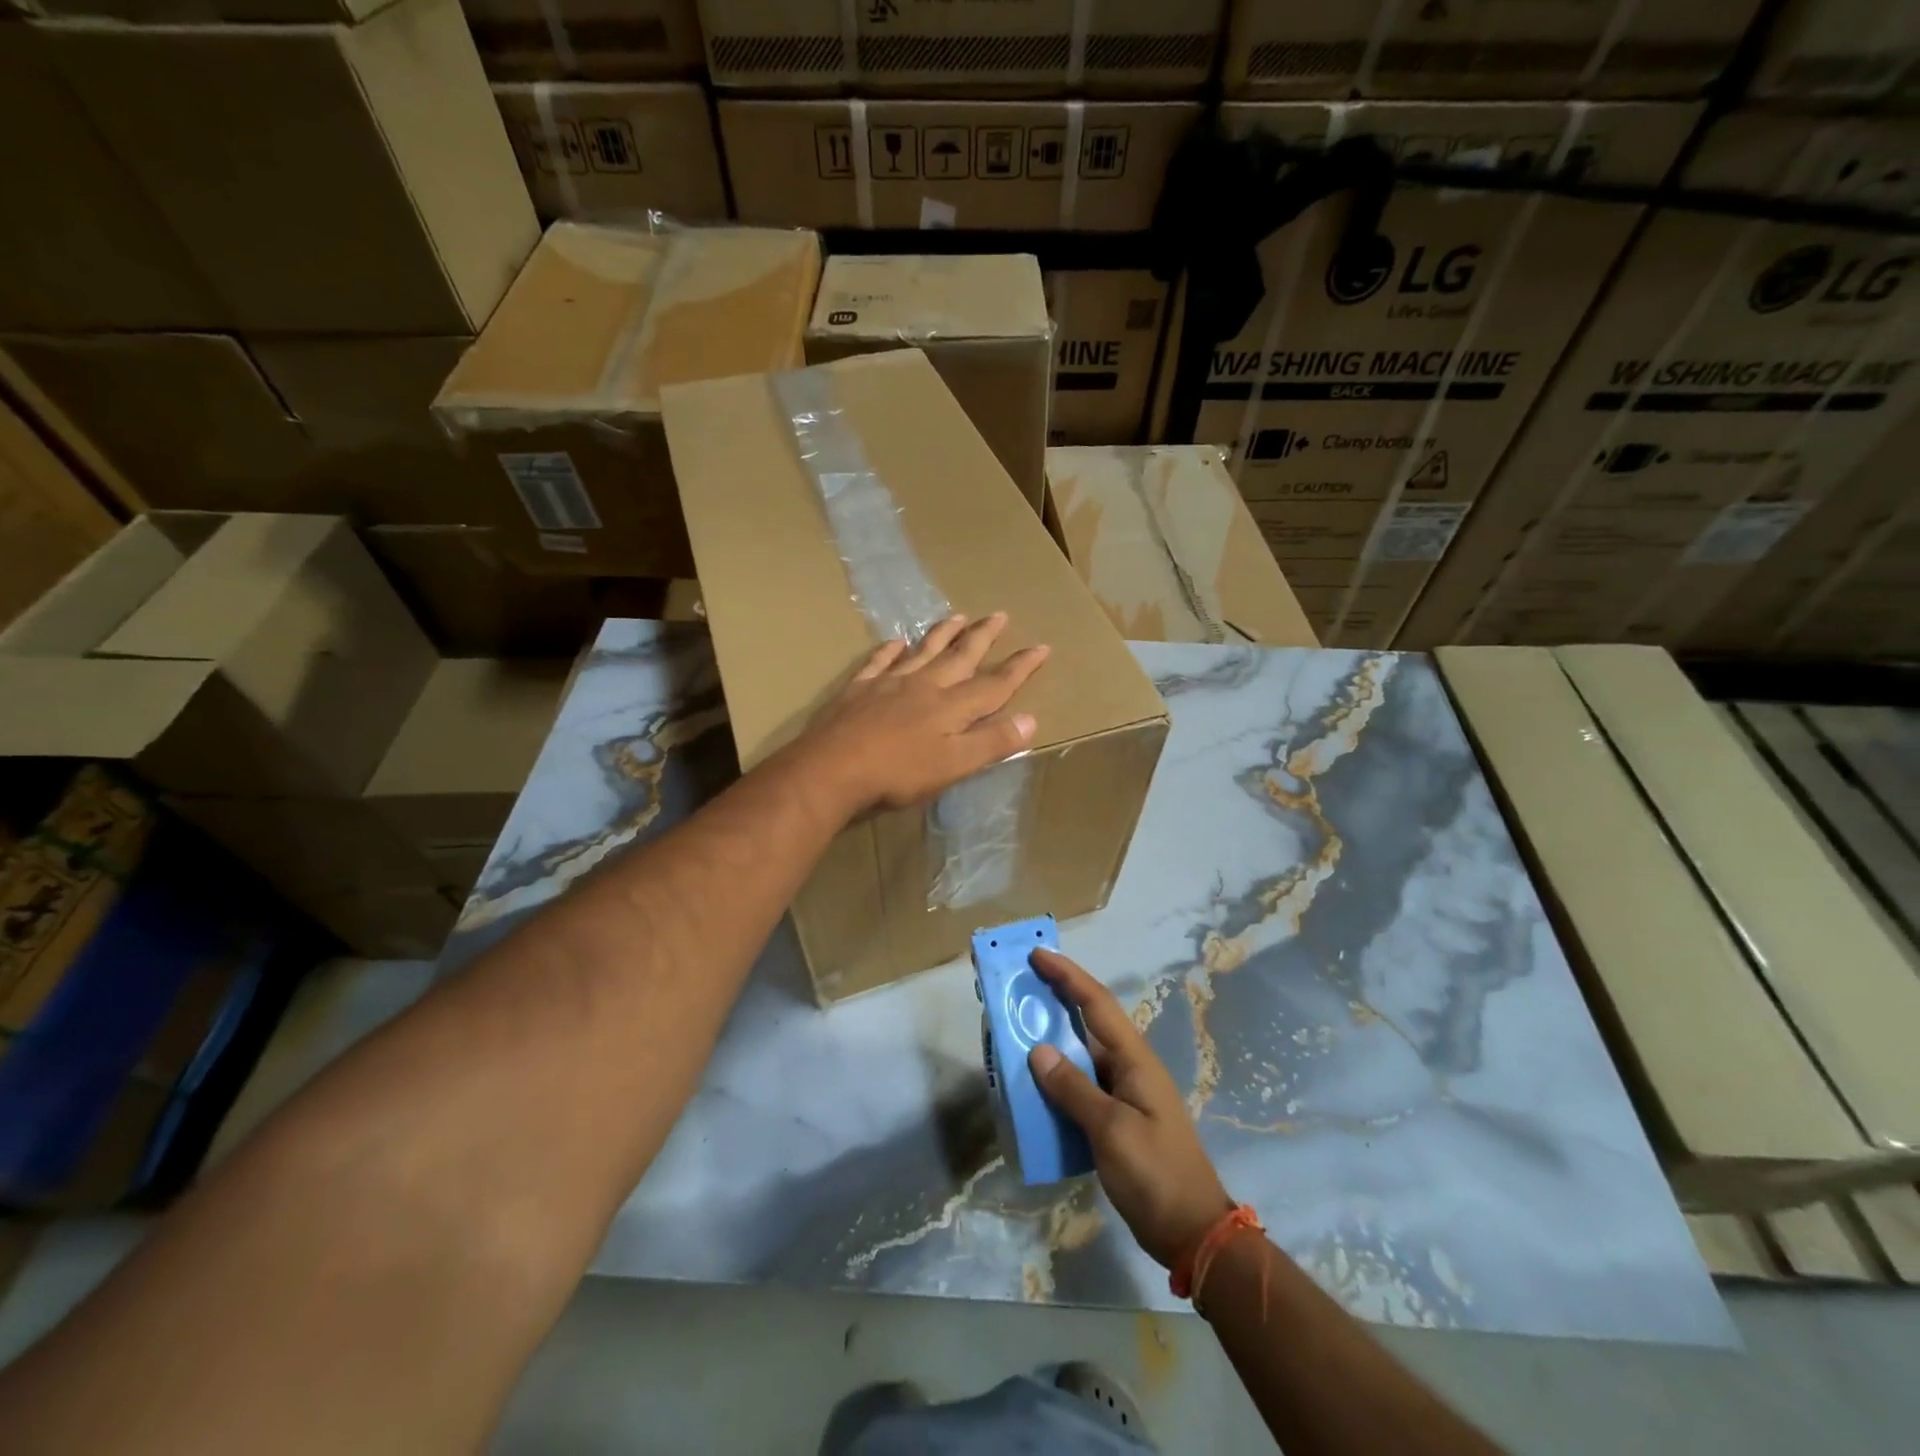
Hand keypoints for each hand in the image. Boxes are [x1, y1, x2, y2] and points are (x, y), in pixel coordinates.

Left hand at [794, 614, 1048, 816]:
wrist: (832, 768)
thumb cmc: (898, 773)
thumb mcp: (953, 766)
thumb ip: (991, 743)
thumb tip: (1031, 720)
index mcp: (951, 707)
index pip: (994, 684)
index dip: (1020, 667)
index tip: (1041, 647)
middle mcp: (925, 686)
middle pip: (960, 656)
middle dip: (982, 637)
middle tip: (999, 614)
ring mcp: (889, 683)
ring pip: (923, 651)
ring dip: (942, 634)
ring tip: (957, 616)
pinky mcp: (859, 689)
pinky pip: (879, 661)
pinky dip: (890, 650)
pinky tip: (896, 641)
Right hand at [1027, 950, 1233, 1267]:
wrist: (1193, 1233)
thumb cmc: (1155, 1175)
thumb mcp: (1112, 1131)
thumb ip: (1073, 1088)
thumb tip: (1037, 1049)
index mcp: (1135, 1059)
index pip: (1096, 1003)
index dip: (1067, 975)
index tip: (1037, 954)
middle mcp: (1129, 1067)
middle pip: (1087, 1021)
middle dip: (1054, 998)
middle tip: (1016, 986)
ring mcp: (1124, 1093)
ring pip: (1081, 1053)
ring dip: (1051, 1039)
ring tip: (1014, 1029)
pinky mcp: (1116, 1118)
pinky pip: (1080, 1085)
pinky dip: (1056, 1077)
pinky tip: (1032, 1085)